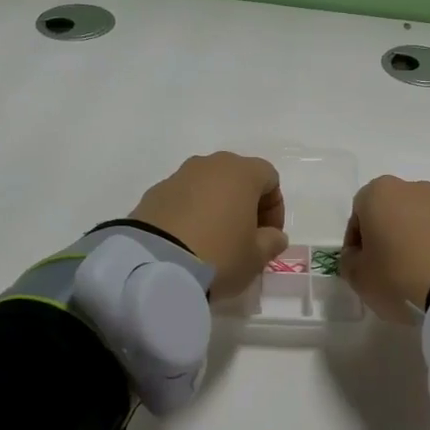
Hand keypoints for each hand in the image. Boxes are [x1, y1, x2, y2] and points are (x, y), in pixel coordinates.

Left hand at [130, 152, 288, 299]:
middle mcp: (210, 164)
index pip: (269, 178)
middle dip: (244, 203)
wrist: (155, 265)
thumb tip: (273, 235)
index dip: (275, 207)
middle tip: (243, 236)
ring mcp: (178, 176)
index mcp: (241, 172)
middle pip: (236, 176)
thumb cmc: (219, 255)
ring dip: (215, 206)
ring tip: (213, 239)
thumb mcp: (256, 257)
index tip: (269, 235)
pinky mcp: (153, 193)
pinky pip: (182, 198)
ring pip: (207, 185)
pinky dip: (190, 213)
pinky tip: (187, 241)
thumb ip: (272, 242)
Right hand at [340, 177, 429, 323]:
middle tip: (385, 267)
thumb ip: (350, 263)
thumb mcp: (359, 276)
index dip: (355, 242)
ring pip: (417, 220)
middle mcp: (410, 188)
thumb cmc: (398, 272)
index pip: (357, 215)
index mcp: (378, 192)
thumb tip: (358, 257)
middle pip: (389, 213)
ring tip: (413, 272)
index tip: (360, 265)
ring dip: (412, 240)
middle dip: (385, 236)